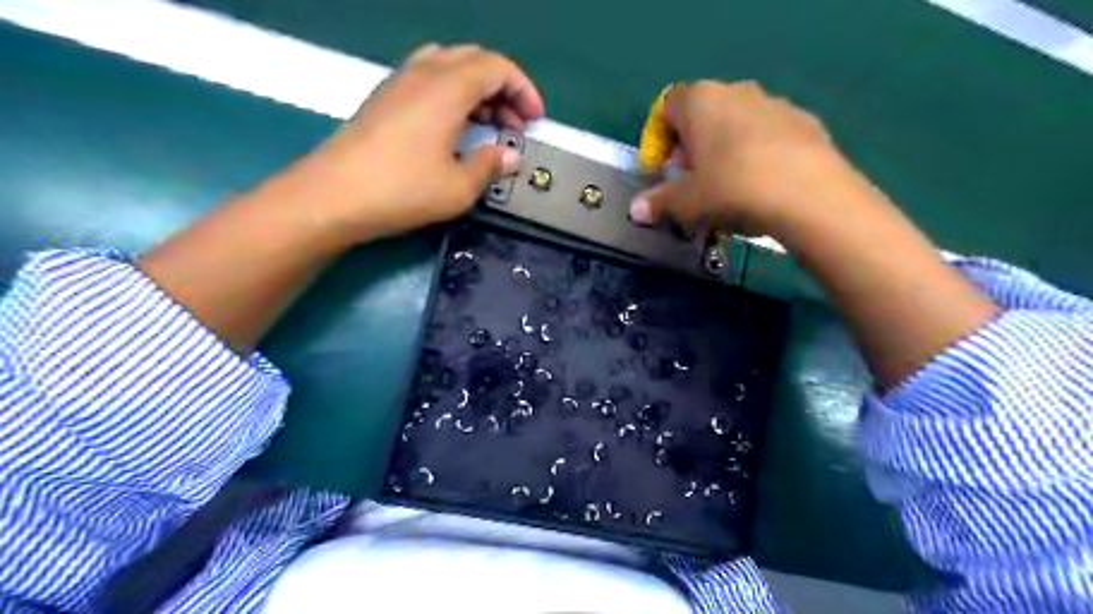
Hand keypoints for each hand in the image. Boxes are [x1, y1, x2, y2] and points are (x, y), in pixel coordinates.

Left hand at [301, 43, 541, 244]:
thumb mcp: (459, 188)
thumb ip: (490, 166)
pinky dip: (451, 94)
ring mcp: (398, 83)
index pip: (496, 67)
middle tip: (514, 124)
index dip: (523, 90)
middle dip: (502, 88)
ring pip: (448, 66)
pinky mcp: (383, 99)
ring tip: (487, 124)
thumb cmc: (403, 190)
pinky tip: (452, 128)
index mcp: (447, 88)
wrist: (333, 196)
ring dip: (476, 89)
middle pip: (473, 60)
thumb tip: (510, 156)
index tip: (534, 120)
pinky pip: (427, 79)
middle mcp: (423, 73)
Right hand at [634, 78, 862, 235]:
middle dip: (691, 147)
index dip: (657, 140)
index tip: (659, 171)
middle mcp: (736, 91)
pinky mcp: (805, 121)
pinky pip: (768, 135)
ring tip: (727, 187)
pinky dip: (757, 154)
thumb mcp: (685, 203)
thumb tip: (636, 211)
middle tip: (690, 181)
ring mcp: (775, 103)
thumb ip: (658, 203)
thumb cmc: (731, 189)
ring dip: (724, 150)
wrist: (809, 195)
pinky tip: (762, 186)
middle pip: (702, 115)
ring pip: (737, 123)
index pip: (666, 107)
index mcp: (700, 101)